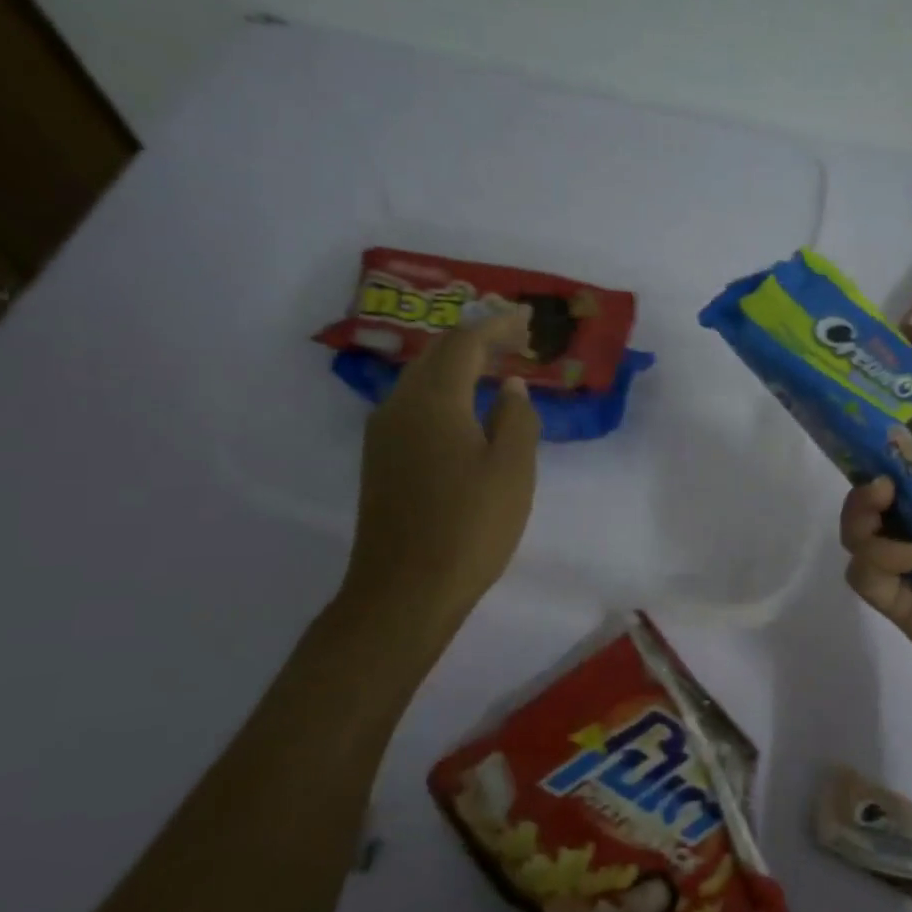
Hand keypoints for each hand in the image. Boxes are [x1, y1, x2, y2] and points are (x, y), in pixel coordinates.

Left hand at [338, 310, 540, 640]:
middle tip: (517, 340)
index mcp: (433, 402)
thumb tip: (509, 387)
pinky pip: (416, 406)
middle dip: (477, 340)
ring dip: (459, 366)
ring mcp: (384, 435)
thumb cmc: (469, 527)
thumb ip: (516, 419)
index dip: (498, 327)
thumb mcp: (512, 471)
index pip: (465, 344)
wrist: (405, 591)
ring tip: (496, 368)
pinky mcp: (382, 461)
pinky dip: (446, 393)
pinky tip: (468, 410)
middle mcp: (399, 407)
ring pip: (423, 380)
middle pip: (437, 355)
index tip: (529, 320)